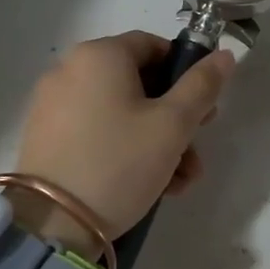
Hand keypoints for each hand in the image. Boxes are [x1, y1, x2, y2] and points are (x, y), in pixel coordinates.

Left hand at [11, 32, 235, 250]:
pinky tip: (149, 185)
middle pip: (137, 83)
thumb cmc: (120, 162)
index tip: (204, 108)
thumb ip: (202, 85)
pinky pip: (96, 131)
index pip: (153, 45)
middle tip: (196, 149)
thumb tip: (224, 55)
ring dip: (155, 140)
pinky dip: (124, 148)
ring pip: (119, 112)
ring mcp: (53, 104)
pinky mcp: (45, 136)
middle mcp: (70, 69)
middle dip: (175, 117)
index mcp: (99, 55)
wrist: (52, 223)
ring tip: (178, 180)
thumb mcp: (173, 125)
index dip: (185, 73)